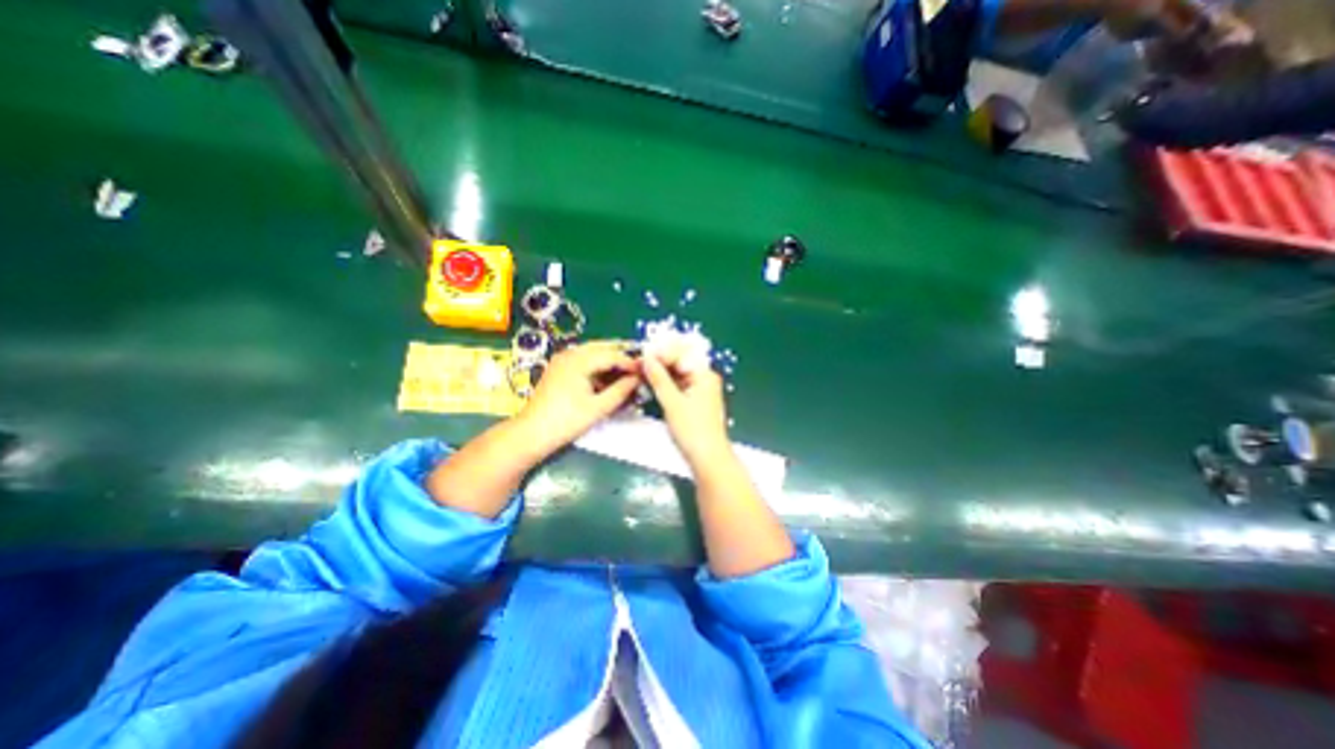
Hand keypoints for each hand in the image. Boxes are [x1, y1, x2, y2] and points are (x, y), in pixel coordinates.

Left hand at [515, 339, 641, 454]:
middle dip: (621, 358)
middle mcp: (570, 353)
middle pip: (603, 348)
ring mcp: (562, 360)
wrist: (532, 433)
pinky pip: (584, 362)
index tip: (646, 372)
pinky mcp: (559, 369)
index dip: (630, 363)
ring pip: (593, 354)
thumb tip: (638, 379)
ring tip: (625, 377)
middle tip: (638, 371)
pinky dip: (598, 368)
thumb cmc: (567, 420)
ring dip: (610, 363)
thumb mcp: (599, 407)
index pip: (612, 354)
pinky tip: (608, 382)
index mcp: (579, 360)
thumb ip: (621, 391)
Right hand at [638, 343, 727, 466]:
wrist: (708, 458)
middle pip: (681, 362)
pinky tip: (652, 382)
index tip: (642, 353)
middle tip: (639, 361)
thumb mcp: (672, 402)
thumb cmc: (692, 430)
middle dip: (660, 360)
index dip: (661, 352)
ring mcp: (700, 389)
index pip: (682, 354)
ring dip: (661, 372)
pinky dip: (666, 383)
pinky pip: (679, 385)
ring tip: (642, 370)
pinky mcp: (695, 401)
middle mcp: (705, 378)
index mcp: (704, 374)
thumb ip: (659, 378)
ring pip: (678, 373)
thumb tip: (647, 358)